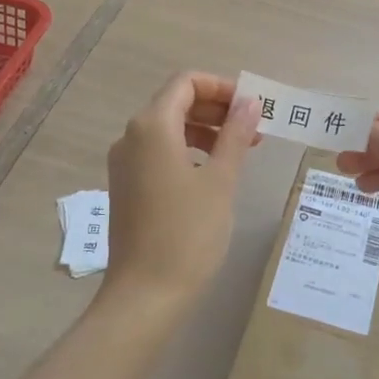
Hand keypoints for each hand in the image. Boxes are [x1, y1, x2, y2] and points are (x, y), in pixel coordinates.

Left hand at [104, 73, 261, 306]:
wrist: (145, 296)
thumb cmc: (188, 233)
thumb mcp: (221, 180)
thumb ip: (235, 135)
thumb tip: (250, 103)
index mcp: (152, 126)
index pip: (186, 83)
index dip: (221, 87)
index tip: (252, 107)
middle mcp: (131, 137)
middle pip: (176, 102)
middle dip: (217, 109)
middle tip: (254, 130)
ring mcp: (124, 163)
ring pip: (168, 128)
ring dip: (205, 130)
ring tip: (241, 151)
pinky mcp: (126, 186)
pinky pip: (159, 152)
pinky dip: (188, 151)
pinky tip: (213, 173)